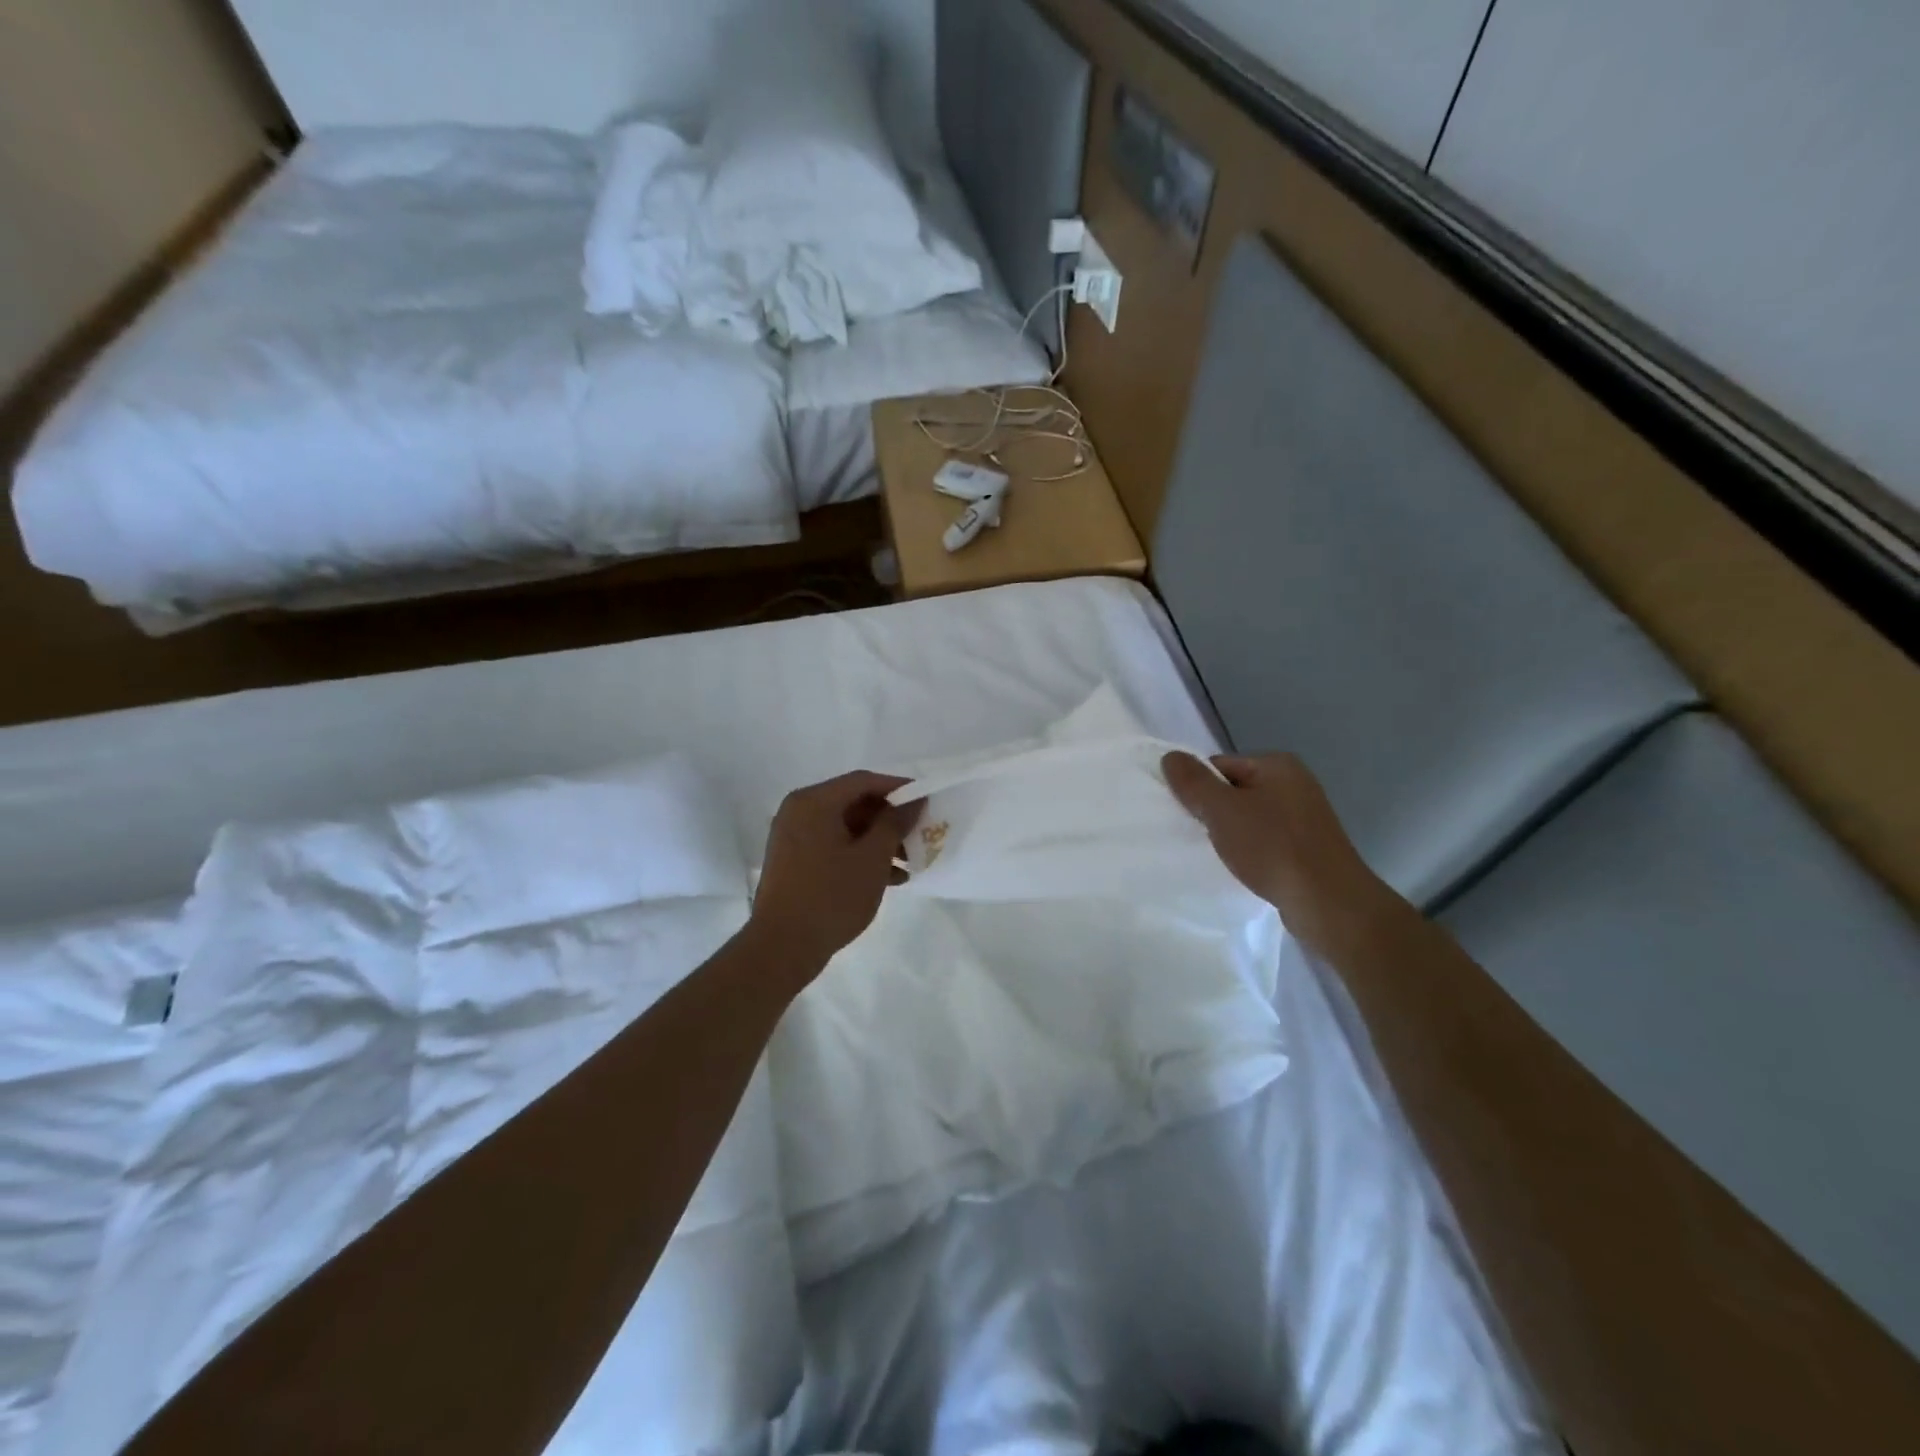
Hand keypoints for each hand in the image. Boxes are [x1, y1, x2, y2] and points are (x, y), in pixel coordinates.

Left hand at [750, 771, 924, 977]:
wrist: (782, 948)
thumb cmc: (831, 896)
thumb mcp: (872, 858)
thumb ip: (895, 823)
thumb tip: (914, 800)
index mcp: (814, 802)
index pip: (863, 781)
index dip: (898, 788)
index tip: (927, 801)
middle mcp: (799, 811)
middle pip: (854, 803)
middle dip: (890, 819)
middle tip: (919, 835)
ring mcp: (794, 837)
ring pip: (846, 827)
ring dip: (879, 841)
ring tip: (909, 863)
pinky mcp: (795, 861)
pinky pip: (834, 846)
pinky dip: (860, 856)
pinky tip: (889, 878)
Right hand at [1162, 751, 1402, 960]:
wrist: (1327, 902)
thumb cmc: (1272, 847)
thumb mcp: (1222, 810)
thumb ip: (1193, 782)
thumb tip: (1170, 756)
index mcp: (1277, 765)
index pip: (1219, 765)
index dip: (1198, 788)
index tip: (1188, 816)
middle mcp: (1295, 783)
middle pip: (1234, 790)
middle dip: (1214, 812)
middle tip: (1199, 836)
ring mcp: (1305, 816)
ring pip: (1250, 817)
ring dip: (1231, 834)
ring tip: (1220, 855)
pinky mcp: (1309, 846)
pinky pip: (1266, 840)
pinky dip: (1251, 851)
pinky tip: (1243, 868)